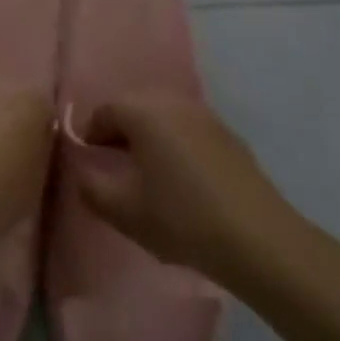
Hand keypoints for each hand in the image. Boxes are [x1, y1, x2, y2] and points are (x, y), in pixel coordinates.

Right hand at [69, 92, 297, 285]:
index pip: (103, 111)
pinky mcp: (228, 134)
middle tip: (114, 166)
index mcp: (143, 112)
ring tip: (147, 173)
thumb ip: (91, 188)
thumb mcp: (124, 211)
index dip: (90, 135)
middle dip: (119, 131)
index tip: (90, 164)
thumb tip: (81, 172)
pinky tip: (182, 178)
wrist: (259, 239)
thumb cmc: (182, 219)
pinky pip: (188, 127)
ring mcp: (204, 114)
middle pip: (134, 106)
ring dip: (148, 135)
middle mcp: (172, 101)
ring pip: (163, 115)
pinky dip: (176, 142)